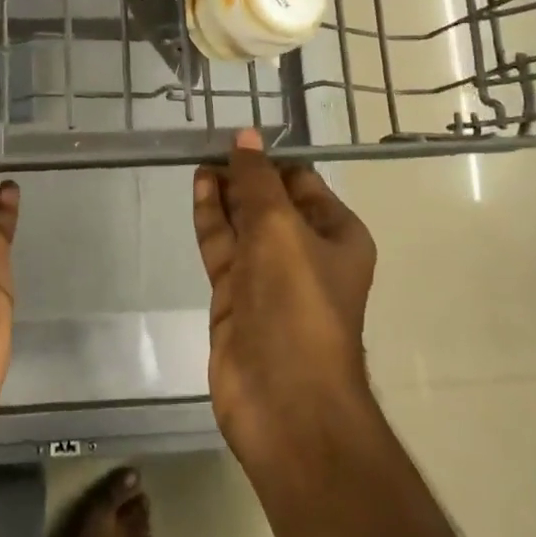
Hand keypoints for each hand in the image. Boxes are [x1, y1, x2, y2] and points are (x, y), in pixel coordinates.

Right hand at [192, 127, 377, 464]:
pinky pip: (222, 248)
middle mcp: (306, 252)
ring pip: (243, 223)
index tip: (237, 136)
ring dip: (225, 193)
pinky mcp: (236, 298)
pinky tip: (199, 189)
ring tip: (200, 159)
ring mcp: (268, 277)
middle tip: (210, 142)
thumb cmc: (297, 304)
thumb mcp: (280, 228)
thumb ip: (257, 181)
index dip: (270, 159)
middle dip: (244, 174)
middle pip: (271, 201)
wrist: (285, 401)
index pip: (302, 182)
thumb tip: (245, 135)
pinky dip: (211, 219)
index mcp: (337, 235)